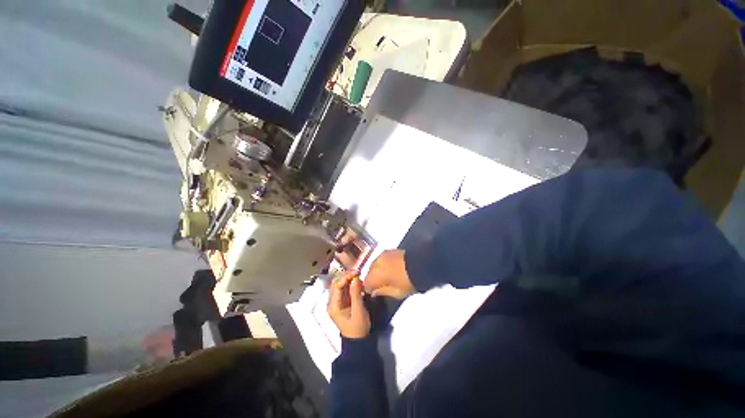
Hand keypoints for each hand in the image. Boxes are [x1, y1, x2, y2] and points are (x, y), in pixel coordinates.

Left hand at [327, 271, 369, 338]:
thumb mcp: (358, 311)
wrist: (358, 342)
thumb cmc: (358, 328)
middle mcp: (332, 302)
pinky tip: (359, 284)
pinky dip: (351, 284)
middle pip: (336, 283)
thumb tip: (355, 278)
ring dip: (349, 279)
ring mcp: (337, 301)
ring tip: (359, 277)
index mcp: (333, 306)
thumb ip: (356, 294)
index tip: (357, 272)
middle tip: (358, 273)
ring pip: (341, 284)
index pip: (337, 285)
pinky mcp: (343, 301)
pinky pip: (345, 289)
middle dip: (347, 276)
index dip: (346, 277)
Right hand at [364, 250, 414, 298]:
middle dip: (373, 278)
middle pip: (369, 272)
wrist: (421, 263)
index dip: (370, 289)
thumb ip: (383, 292)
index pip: (366, 283)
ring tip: (386, 276)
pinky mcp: (389, 250)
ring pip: (374, 264)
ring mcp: (382, 255)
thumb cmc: (408, 281)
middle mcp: (376, 262)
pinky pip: (381, 259)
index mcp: (376, 274)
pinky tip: (389, 268)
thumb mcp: (397, 292)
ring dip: (378, 270)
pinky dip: (383, 264)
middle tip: (381, 285)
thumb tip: (375, 292)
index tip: (375, 293)